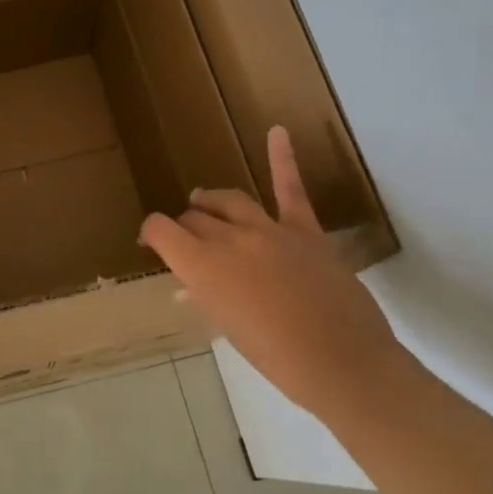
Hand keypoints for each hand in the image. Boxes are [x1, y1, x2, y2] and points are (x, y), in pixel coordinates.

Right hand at [140, 126, 406, 419]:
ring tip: (201, 200)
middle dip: (184, 228)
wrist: (341, 362)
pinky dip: (282, 159)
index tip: (151, 244)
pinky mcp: (305, 230)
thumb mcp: (227, 329)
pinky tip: (277, 131)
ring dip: (210, 201)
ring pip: (228, 201)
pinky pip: (290, 189)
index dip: (151, 234)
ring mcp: (269, 230)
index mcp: (202, 266)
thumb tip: (190, 288)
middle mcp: (229, 239)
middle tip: (185, 244)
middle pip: (195, 218)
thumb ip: (206, 298)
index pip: (161, 230)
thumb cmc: (275, 357)